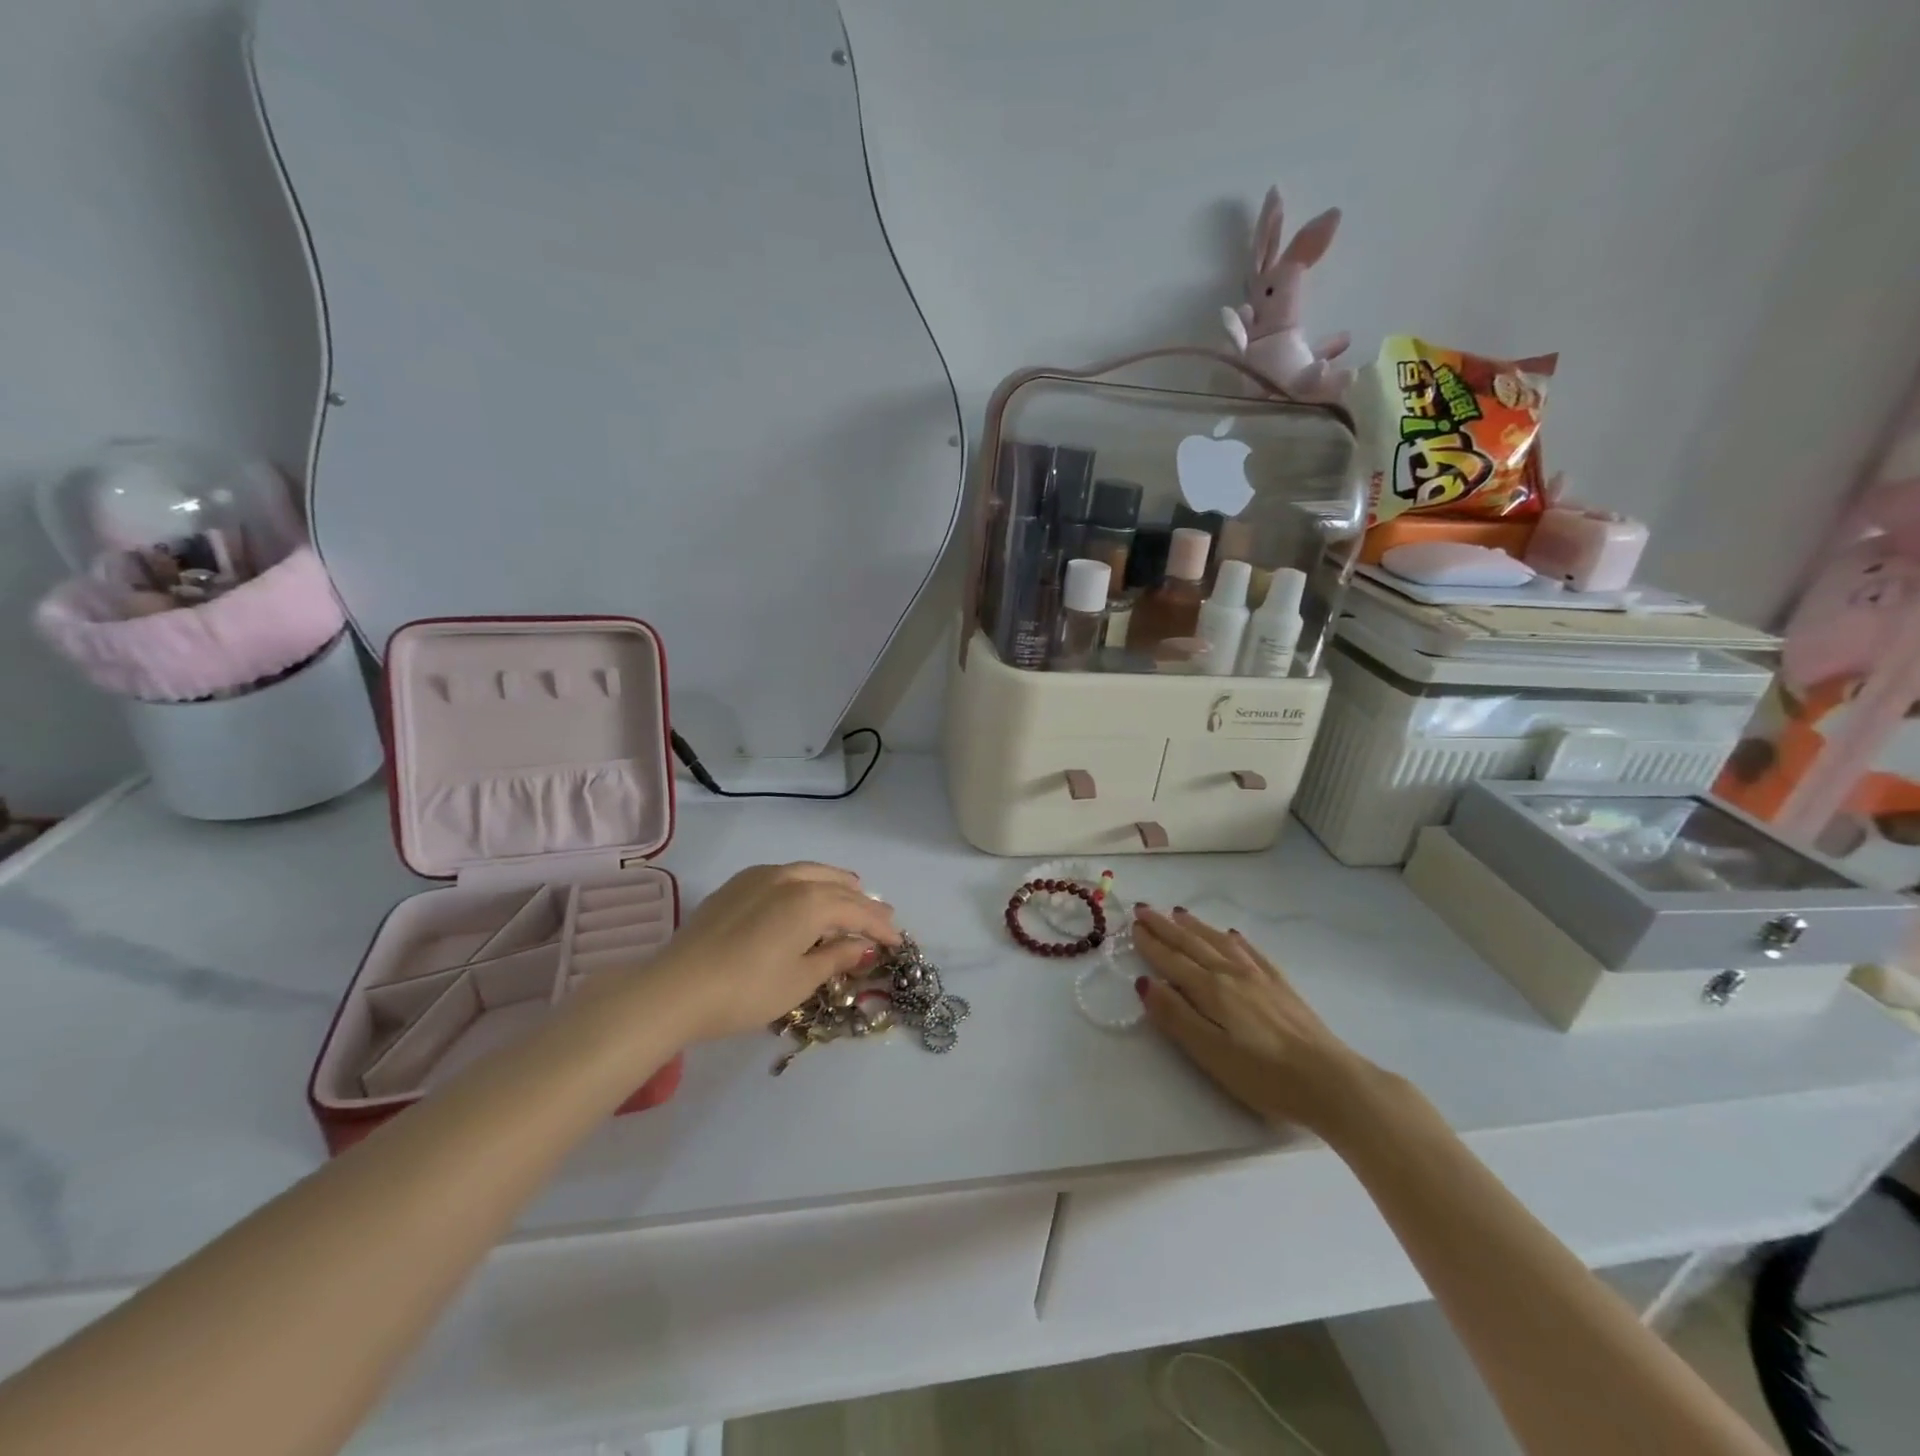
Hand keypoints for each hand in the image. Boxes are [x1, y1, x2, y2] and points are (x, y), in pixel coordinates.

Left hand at [643, 862, 900, 1042]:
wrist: (675, 988)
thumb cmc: (746, 991)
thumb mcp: (799, 981)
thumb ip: (835, 957)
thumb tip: (863, 946)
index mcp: (811, 901)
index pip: (858, 911)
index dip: (880, 927)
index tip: (898, 941)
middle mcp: (790, 878)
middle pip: (838, 886)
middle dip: (863, 902)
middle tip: (883, 916)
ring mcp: (761, 876)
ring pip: (811, 872)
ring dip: (836, 884)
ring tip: (852, 892)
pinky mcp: (738, 883)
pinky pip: (785, 873)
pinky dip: (807, 881)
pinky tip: (806, 894)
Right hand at [1134, 907, 1374, 1134]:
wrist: (1331, 1081)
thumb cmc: (1264, 1076)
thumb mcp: (1210, 1053)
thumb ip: (1176, 1017)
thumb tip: (1145, 982)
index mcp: (1211, 990)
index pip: (1172, 961)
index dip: (1151, 943)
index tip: (1132, 924)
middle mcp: (1232, 974)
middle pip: (1192, 944)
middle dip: (1166, 927)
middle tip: (1144, 909)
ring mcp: (1260, 977)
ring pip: (1219, 941)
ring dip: (1196, 926)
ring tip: (1179, 912)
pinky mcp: (1282, 986)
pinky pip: (1251, 952)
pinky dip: (1235, 940)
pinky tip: (1232, 934)